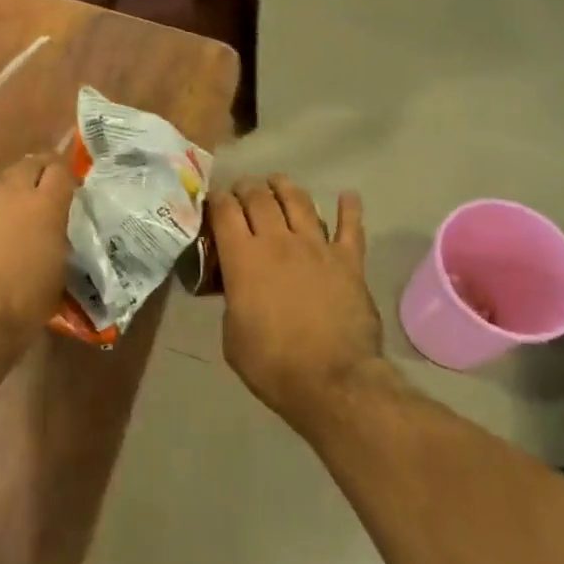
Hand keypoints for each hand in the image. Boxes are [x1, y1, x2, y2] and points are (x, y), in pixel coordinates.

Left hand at [0, 152, 74, 360]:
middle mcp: (11, 195)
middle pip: (29, 164)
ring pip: (2, 184)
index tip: (72, 189)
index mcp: (45, 206)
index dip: (68, 175)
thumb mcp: (59, 270)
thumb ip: (59, 238)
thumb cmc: (25, 304)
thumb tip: (56, 230)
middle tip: (46, 191)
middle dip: (40, 172)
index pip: (61, 169)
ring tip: (18, 218)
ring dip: (13, 194)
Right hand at [213, 175, 384, 426]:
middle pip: (259, 198)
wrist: (332, 381)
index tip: (213, 200)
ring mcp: (317, 247)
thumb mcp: (232, 335)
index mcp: (243, 258)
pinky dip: (349, 209)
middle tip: (242, 189)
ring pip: (299, 201)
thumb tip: (238, 287)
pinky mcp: (349, 260)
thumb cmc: (272, 364)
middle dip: (246, 188)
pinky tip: (348, 196)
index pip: (224, 211)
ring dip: (285, 187)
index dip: (216, 200)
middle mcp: (278, 241)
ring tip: (278, 182)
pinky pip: (350, 227)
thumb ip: (232, 300)